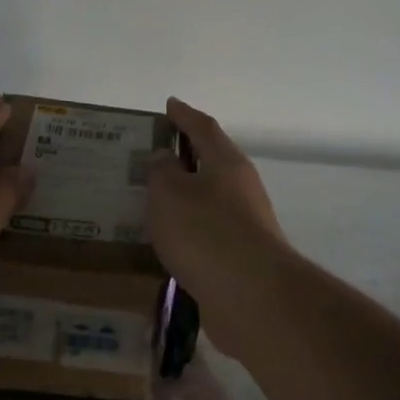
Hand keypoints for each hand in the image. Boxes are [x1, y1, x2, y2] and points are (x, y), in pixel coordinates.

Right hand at [146, 99, 289, 357]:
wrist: (250, 295)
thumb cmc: (206, 232)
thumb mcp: (170, 193)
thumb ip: (162, 171)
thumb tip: (165, 158)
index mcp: (227, 163)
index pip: (204, 127)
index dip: (184, 115)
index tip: (169, 104)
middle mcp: (241, 188)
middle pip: (211, 164)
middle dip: (184, 158)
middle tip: (150, 157)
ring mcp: (244, 225)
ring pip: (208, 202)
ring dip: (184, 199)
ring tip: (150, 201)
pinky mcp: (240, 258)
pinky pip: (206, 234)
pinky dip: (186, 231)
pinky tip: (166, 241)